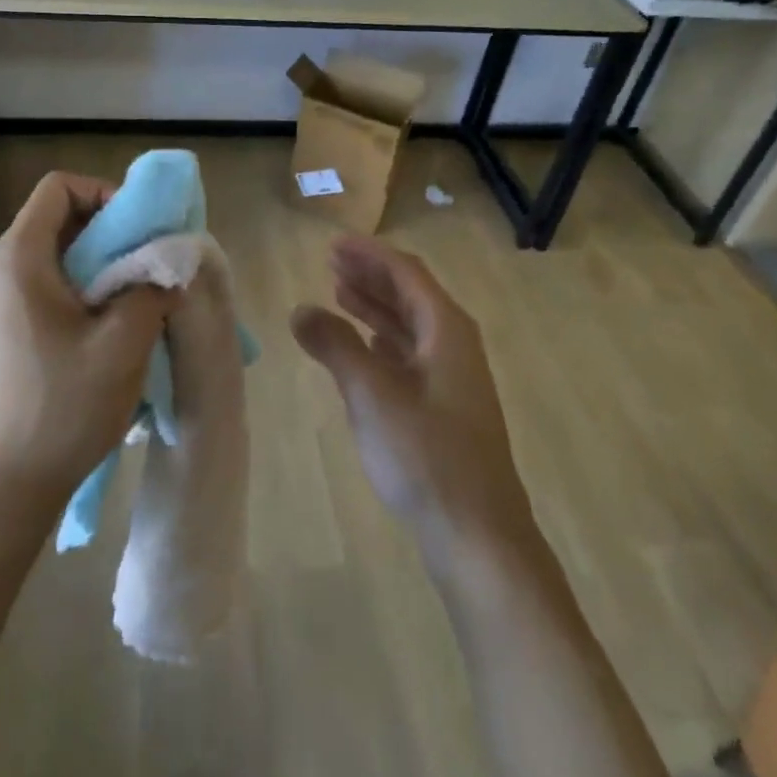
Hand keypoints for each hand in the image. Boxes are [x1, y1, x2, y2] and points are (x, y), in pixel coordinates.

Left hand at [0, 173, 173, 510]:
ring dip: (107, 266)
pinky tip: (117, 328)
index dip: (106, 194)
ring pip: (62, 256)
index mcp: (21, 258)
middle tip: (154, 263)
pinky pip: (54, 288)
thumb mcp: (124, 341)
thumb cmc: (64, 405)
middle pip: (63, 219)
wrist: (9, 483)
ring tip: (143, 297)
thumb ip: (153, 287)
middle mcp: (4, 270)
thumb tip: (170, 262)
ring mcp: (3, 302)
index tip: (142, 230)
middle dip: (115, 232)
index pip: (61, 187)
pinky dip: (90, 292)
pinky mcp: (11, 331)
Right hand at [291, 237, 532, 553]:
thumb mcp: (371, 394)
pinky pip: (409, 357)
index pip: (406, 274)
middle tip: (330, 263)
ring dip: (375, 308)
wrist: (476, 533)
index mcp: (447, 331)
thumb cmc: (425, 455)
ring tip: (338, 293)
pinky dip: (383, 343)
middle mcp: (454, 346)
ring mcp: (452, 379)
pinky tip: (364, 345)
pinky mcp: (444, 409)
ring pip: (409, 328)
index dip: (370, 255)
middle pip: (410, 296)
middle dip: (371, 276)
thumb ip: (335, 346)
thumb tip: (300, 309)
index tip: (333, 244)